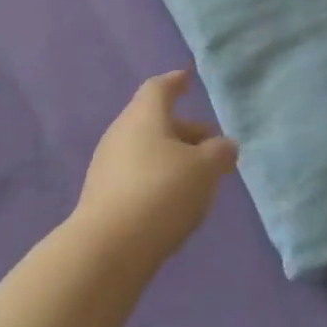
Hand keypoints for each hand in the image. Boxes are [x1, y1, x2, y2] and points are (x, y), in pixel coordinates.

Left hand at [73, 70, 237, 268]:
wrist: (110, 246)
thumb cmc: (162, 192)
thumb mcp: (205, 169)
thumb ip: (219, 152)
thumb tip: (224, 145)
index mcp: (143, 115)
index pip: (159, 88)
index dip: (175, 82)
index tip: (187, 79)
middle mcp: (120, 132)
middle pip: (154, 121)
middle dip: (184, 129)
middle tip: (211, 145)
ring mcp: (107, 164)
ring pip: (145, 149)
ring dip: (172, 156)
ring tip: (198, 177)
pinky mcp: (102, 194)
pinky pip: (136, 174)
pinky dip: (157, 177)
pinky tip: (174, 200)